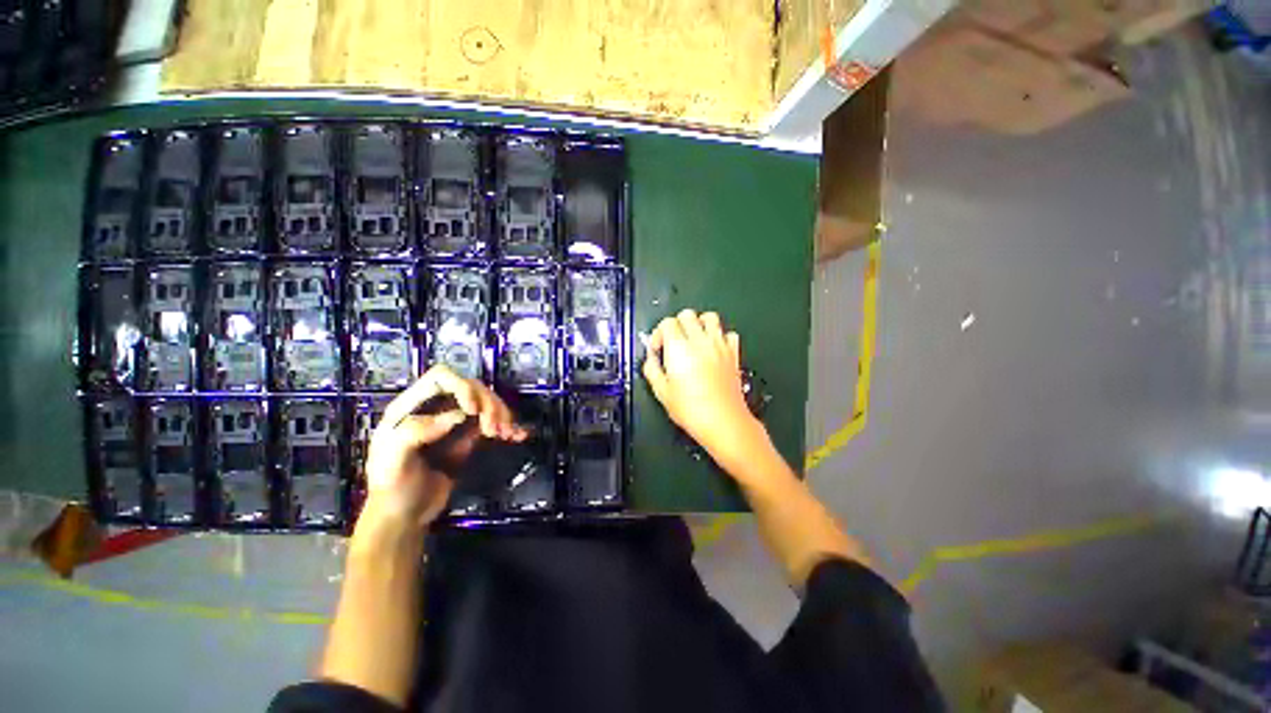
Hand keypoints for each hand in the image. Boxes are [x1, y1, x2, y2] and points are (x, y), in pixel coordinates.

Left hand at [361, 365, 525, 531]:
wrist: (405, 516)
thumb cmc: (392, 488)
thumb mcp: (392, 461)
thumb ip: (415, 433)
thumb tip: (457, 416)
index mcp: (411, 407)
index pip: (441, 378)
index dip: (462, 386)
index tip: (473, 411)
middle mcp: (435, 407)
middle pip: (471, 388)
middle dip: (488, 404)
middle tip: (495, 430)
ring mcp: (454, 421)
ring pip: (486, 402)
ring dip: (501, 414)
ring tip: (507, 434)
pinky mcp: (469, 436)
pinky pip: (492, 421)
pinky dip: (508, 425)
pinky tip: (517, 434)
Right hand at [642, 309, 765, 471]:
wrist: (724, 421)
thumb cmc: (691, 410)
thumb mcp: (662, 392)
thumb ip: (652, 370)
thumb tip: (651, 360)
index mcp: (679, 348)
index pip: (667, 323)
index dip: (658, 334)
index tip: (657, 349)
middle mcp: (700, 341)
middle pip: (687, 314)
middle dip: (677, 324)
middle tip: (673, 342)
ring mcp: (719, 345)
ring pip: (710, 317)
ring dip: (699, 324)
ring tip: (694, 340)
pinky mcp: (733, 353)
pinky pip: (729, 334)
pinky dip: (720, 336)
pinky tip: (713, 349)